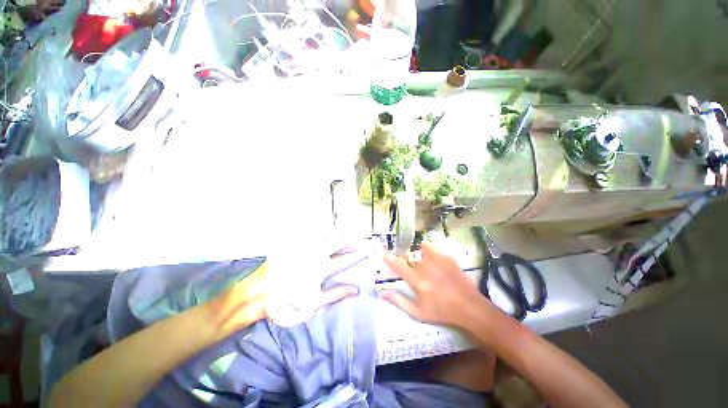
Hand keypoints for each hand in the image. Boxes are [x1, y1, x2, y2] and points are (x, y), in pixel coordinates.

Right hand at [381, 243, 493, 327]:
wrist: (470, 308)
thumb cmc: (441, 312)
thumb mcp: (418, 312)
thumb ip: (398, 301)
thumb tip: (381, 293)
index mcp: (417, 281)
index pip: (398, 266)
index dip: (388, 258)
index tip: (381, 251)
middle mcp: (425, 267)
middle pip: (408, 256)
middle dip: (404, 258)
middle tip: (407, 265)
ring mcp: (437, 260)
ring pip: (419, 250)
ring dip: (416, 254)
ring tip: (420, 262)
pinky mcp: (447, 257)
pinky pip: (432, 250)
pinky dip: (428, 253)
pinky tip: (433, 263)